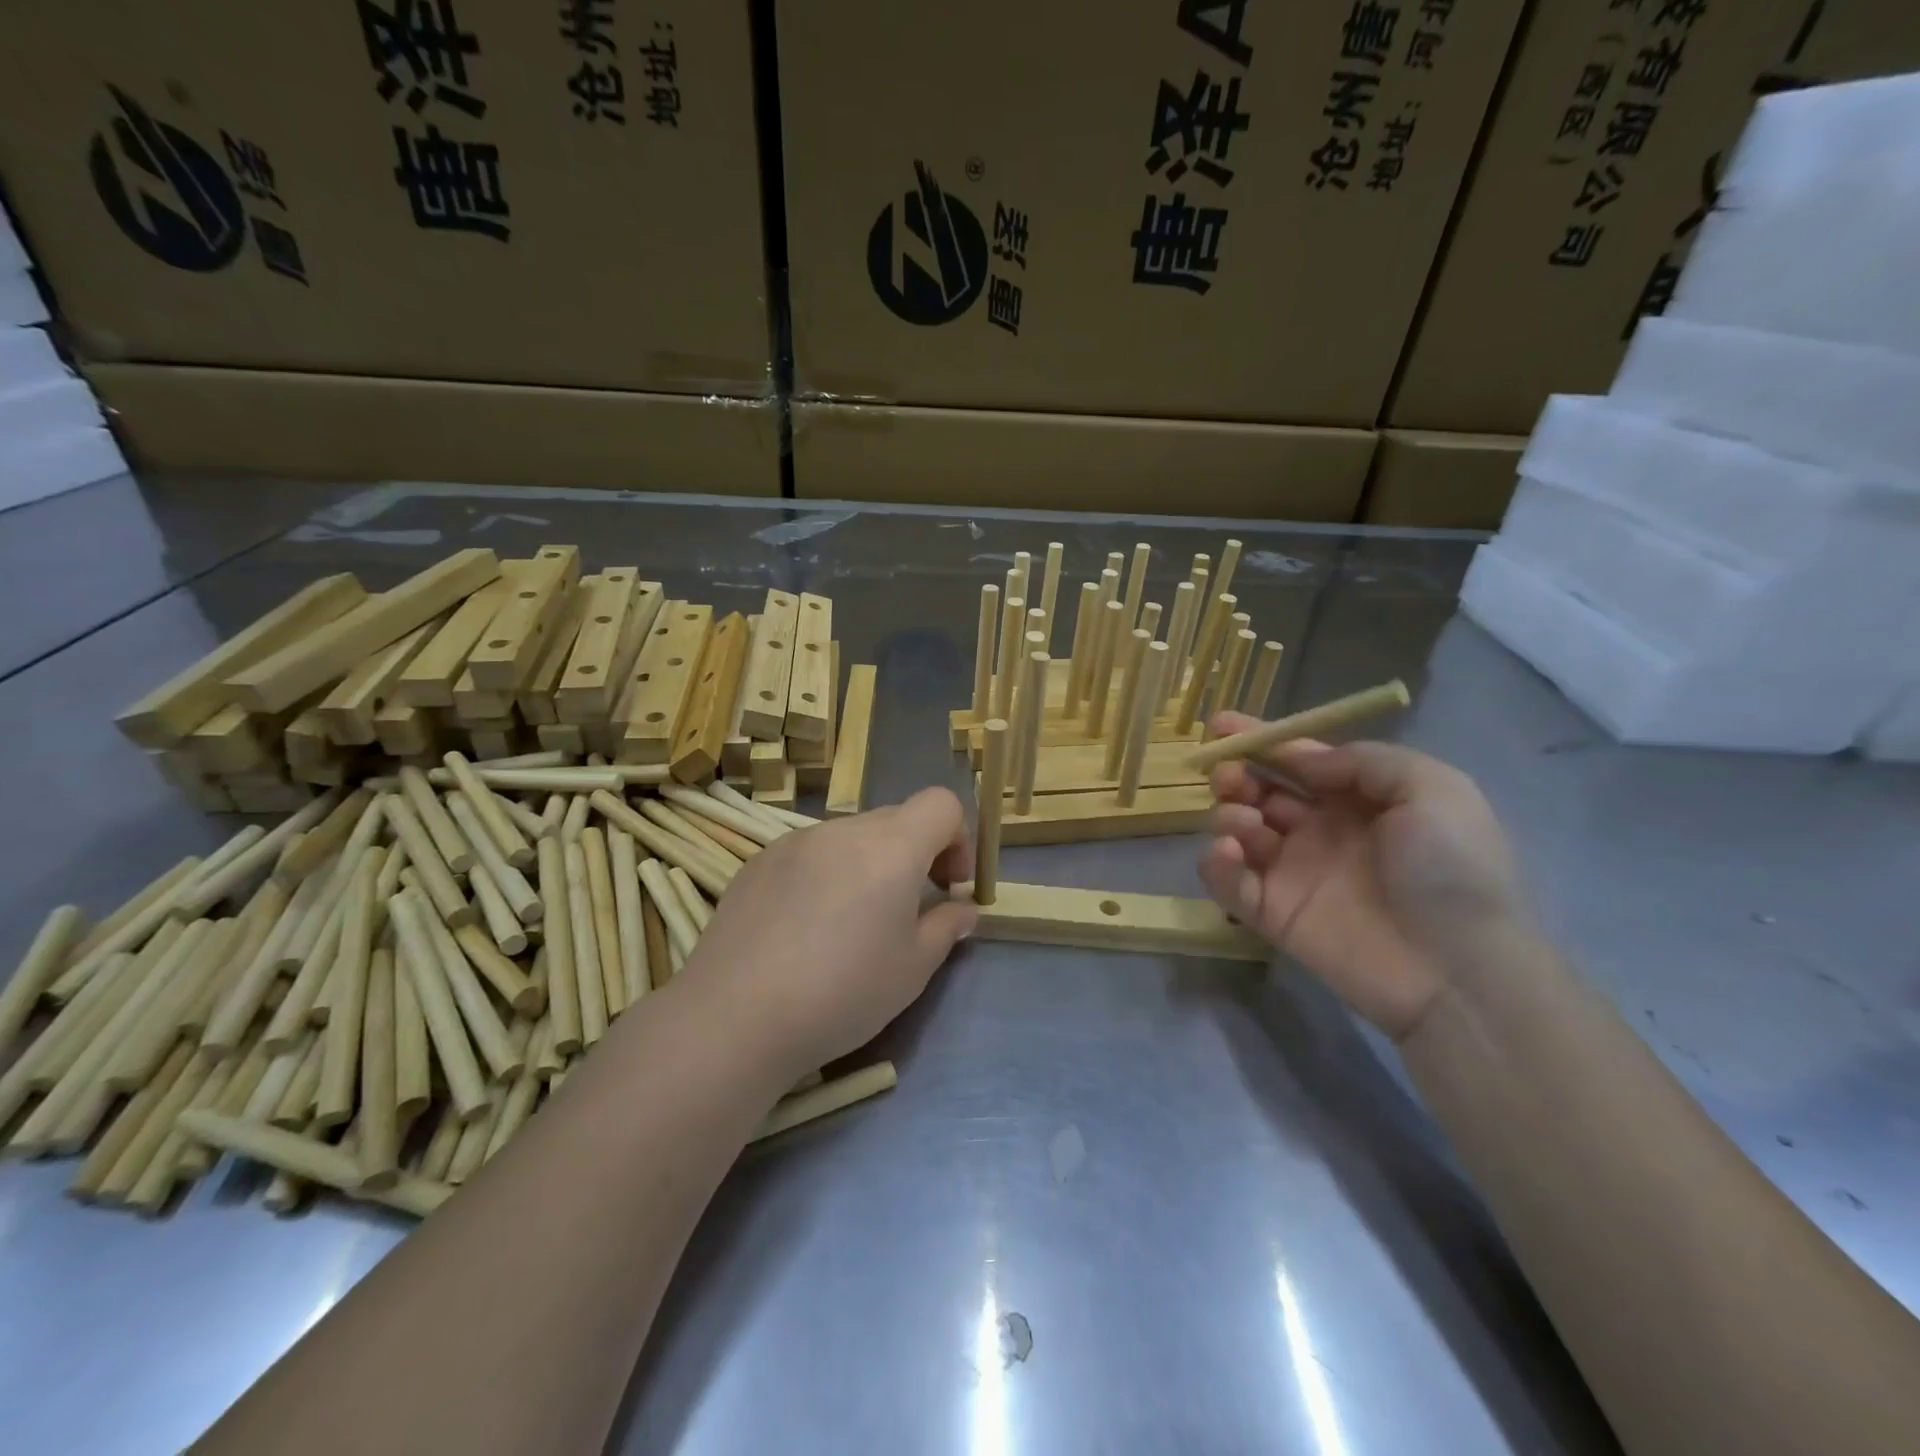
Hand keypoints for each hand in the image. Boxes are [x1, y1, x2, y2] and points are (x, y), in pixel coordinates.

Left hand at [683, 788, 976, 1082]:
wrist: (735, 1017)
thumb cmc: (842, 993)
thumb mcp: (913, 968)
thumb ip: (947, 926)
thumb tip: (962, 908)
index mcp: (891, 847)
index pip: (941, 804)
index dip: (958, 837)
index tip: (948, 885)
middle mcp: (843, 830)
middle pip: (897, 819)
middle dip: (916, 853)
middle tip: (908, 907)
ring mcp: (795, 842)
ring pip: (850, 836)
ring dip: (868, 863)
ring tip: (850, 922)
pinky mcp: (758, 862)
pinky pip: (810, 853)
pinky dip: (825, 874)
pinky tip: (804, 927)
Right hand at [1201, 716, 1527, 1041]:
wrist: (1459, 971)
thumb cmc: (1453, 869)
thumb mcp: (1434, 789)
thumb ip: (1364, 761)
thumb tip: (1303, 761)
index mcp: (1356, 799)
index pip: (1297, 761)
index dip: (1260, 740)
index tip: (1221, 725)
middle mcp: (1319, 830)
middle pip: (1258, 791)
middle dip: (1235, 774)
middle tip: (1228, 776)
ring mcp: (1292, 873)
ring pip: (1237, 830)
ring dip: (1229, 815)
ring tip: (1247, 824)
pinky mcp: (1271, 913)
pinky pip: (1227, 882)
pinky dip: (1216, 863)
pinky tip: (1231, 853)